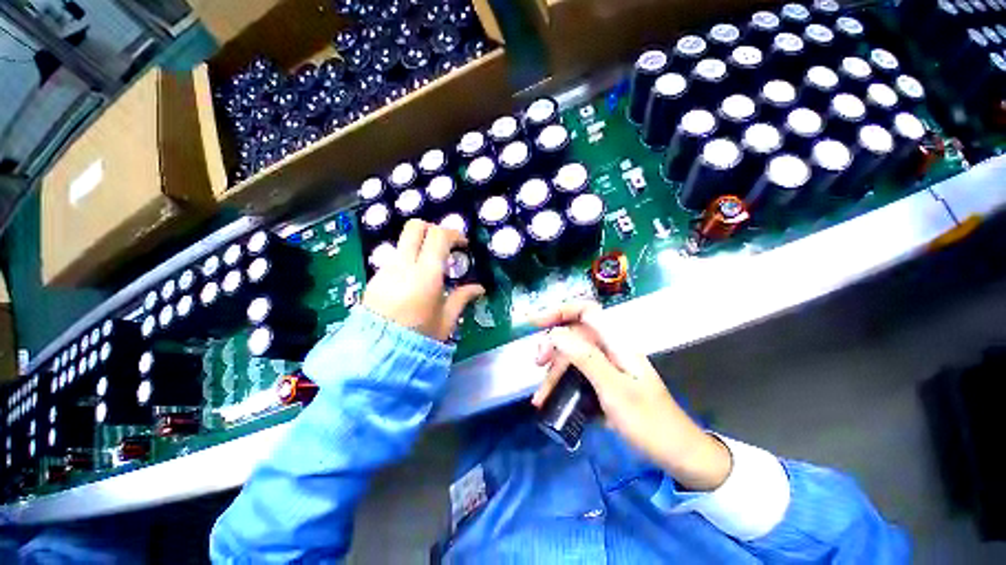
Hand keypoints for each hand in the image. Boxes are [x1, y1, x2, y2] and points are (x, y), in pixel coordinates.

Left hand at [363, 220, 484, 341]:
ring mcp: (386, 270)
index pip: (438, 236)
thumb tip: (479, 288)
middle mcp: (403, 266)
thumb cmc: (420, 338)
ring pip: (404, 242)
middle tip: (445, 246)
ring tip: (431, 268)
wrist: (379, 355)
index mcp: (426, 275)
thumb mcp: (447, 319)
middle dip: (433, 229)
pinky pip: (395, 259)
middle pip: (415, 227)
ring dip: (420, 246)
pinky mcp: (375, 278)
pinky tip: (414, 282)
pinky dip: (408, 260)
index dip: (454, 234)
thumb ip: (462, 297)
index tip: (463, 245)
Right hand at [532, 302, 731, 490]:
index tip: (536, 324)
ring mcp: (606, 368)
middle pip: (573, 336)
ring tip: (539, 397)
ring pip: (572, 359)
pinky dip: (562, 387)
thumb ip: (585, 357)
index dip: (560, 311)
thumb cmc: (648, 422)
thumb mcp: (614, 389)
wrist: (677, 455)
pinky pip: (577, 378)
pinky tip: (550, 403)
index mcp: (615, 343)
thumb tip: (555, 334)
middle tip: (537, 363)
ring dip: (553, 373)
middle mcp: (609, 350)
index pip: (585, 312)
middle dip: (552, 347)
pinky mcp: (603, 386)